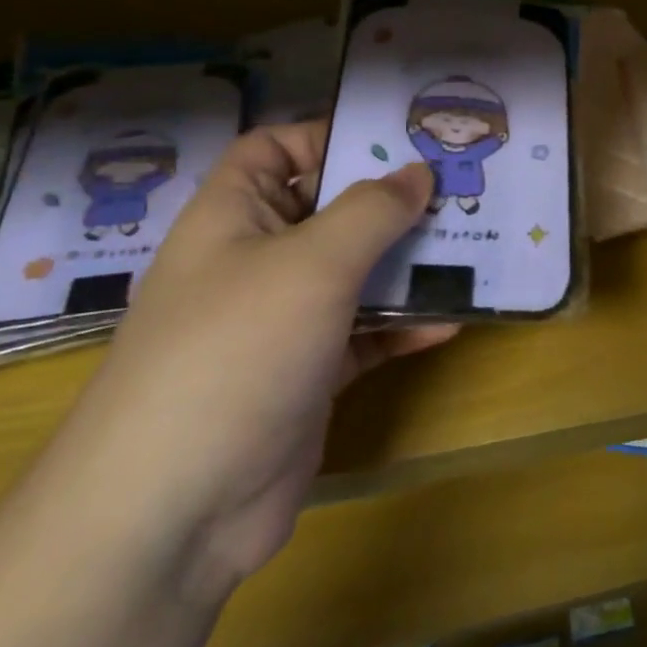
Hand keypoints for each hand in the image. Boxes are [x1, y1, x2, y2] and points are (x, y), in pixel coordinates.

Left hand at [55, 121, 455, 603]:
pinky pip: (365, 333)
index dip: (330, 135)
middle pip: (329, 210)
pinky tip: (451, 320)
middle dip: (392, 201)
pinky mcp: (308, 373)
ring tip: (473, 247)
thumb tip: (418, 173)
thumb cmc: (235, 351)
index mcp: (233, 216)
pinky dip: (403, 325)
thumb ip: (372, 211)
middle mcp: (255, 260)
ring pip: (355, 273)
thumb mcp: (312, 264)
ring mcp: (282, 321)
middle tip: (461, 189)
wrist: (173, 511)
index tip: (401, 140)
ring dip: (408, 263)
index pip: (275, 149)